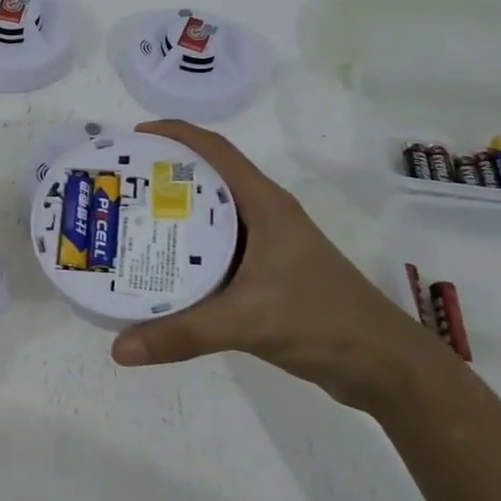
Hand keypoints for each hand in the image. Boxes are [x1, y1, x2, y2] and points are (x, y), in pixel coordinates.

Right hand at [109, 120, 440, 410]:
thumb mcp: (246, 322)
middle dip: (164, 174)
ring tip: (129, 221)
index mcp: (265, 205)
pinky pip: (217, 249)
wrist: (382, 365)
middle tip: (120, 184)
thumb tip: (118, 348)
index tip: (133, 137)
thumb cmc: (321, 321)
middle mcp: (265, 215)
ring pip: (212, 216)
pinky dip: (187, 249)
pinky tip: (161, 267)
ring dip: (174, 213)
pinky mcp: (267, 273)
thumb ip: (182, 334)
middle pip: (208, 179)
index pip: (216, 151)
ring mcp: (268, 244)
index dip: (175, 134)